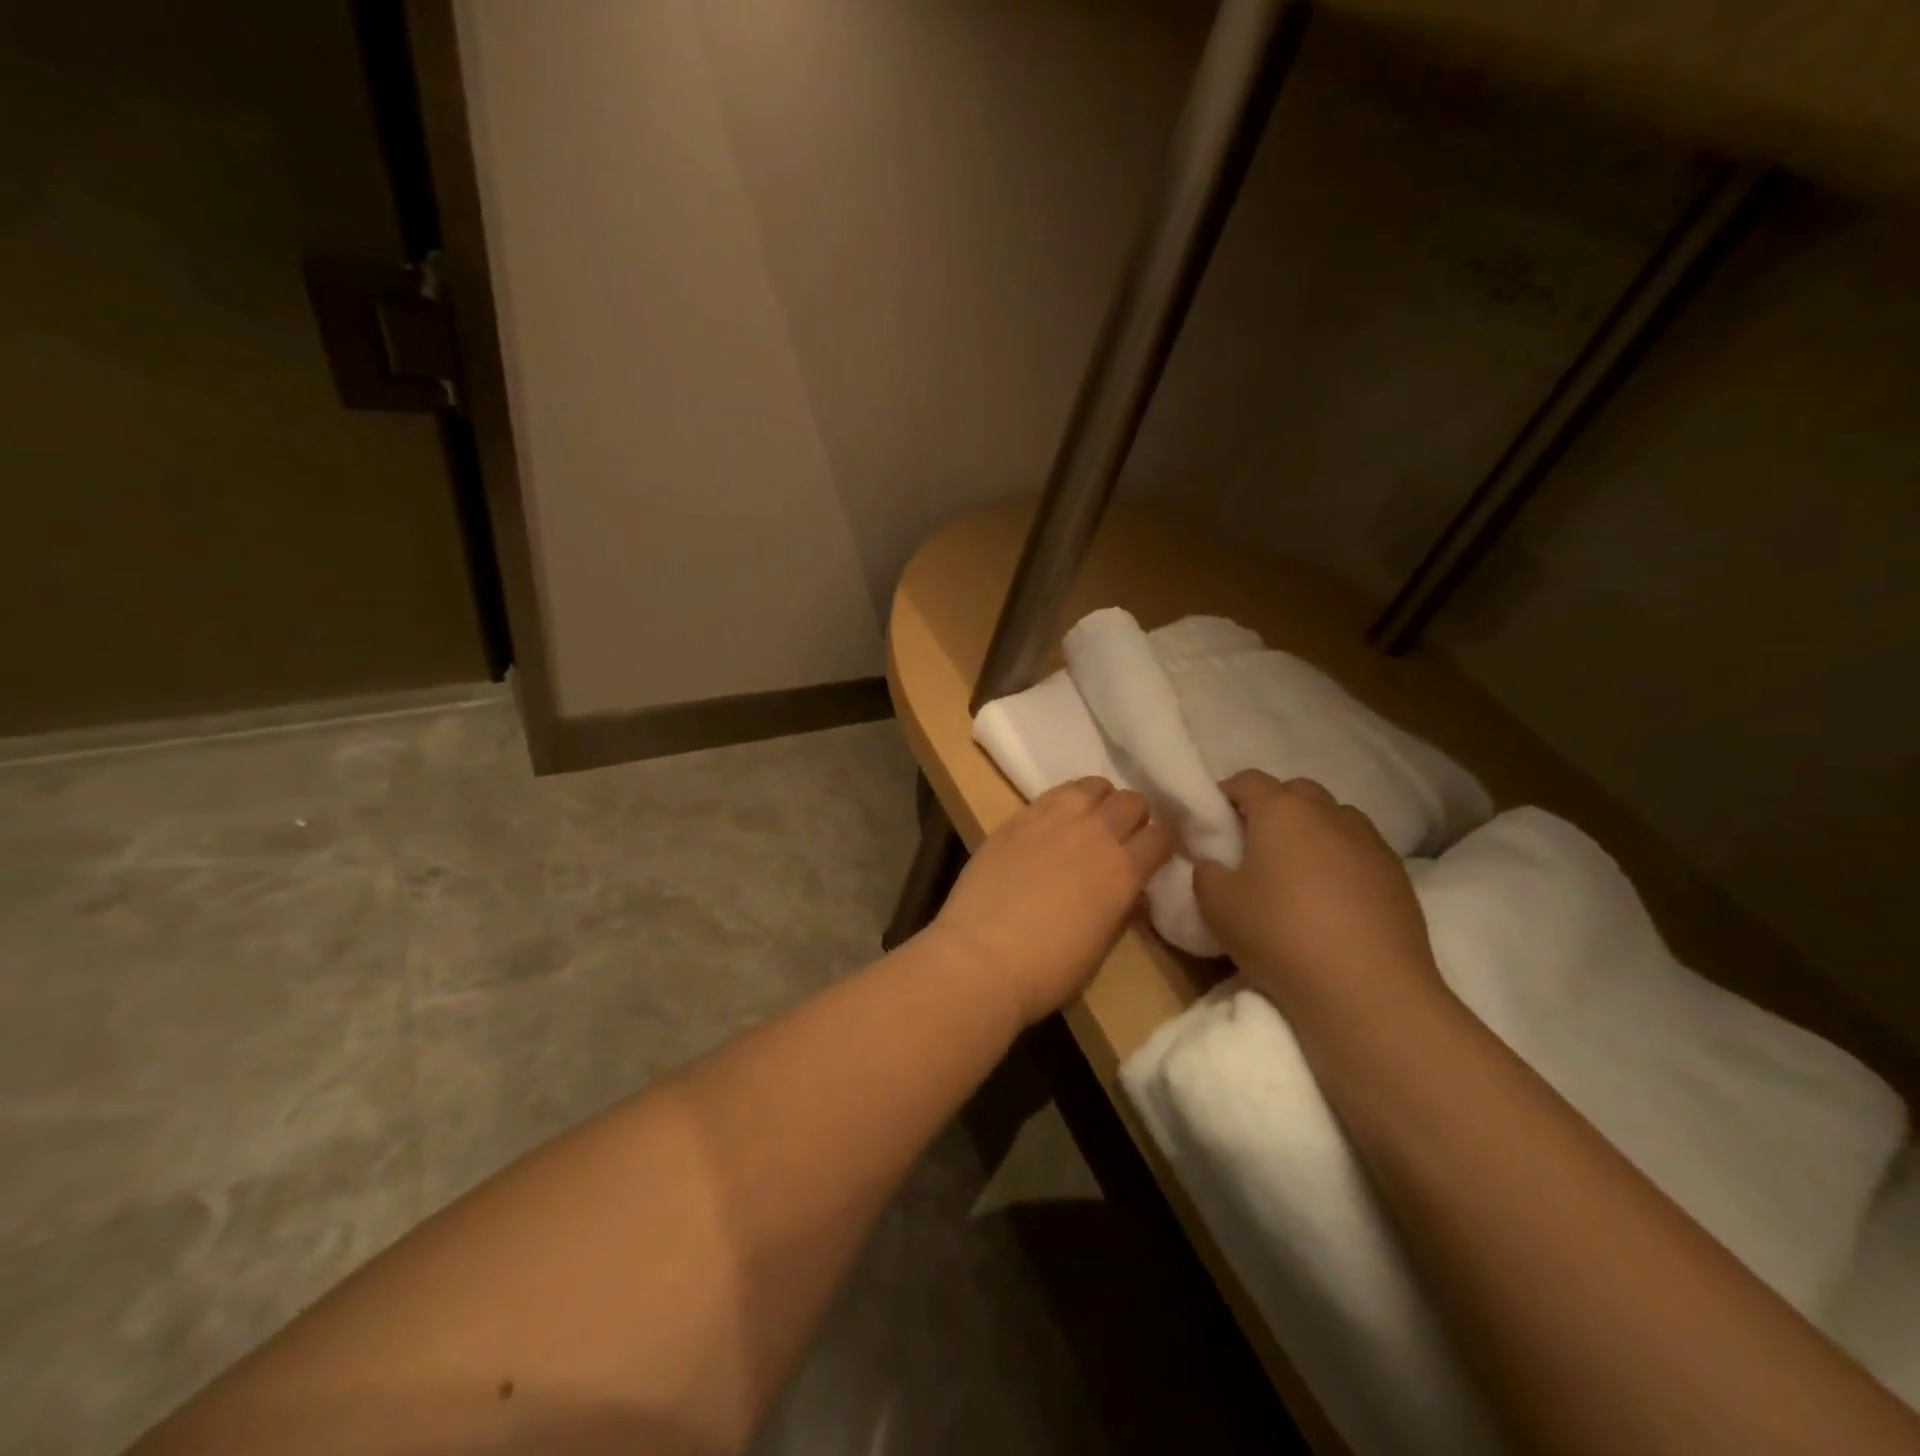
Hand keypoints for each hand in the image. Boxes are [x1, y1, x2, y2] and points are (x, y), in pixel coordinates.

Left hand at [929, 778, 1175, 1029]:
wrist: (980, 957)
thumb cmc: (1047, 968)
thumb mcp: (1100, 946)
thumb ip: (1122, 910)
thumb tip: (1134, 894)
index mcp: (1124, 871)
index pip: (1162, 836)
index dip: (1163, 844)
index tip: (1156, 855)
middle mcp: (1096, 834)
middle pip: (1133, 801)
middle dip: (1134, 818)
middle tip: (1122, 837)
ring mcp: (1054, 819)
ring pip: (1094, 786)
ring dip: (1100, 801)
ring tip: (1089, 821)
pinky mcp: (1018, 817)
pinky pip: (1054, 793)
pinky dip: (1065, 801)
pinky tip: (1054, 822)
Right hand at [1192, 770, 1444, 1024]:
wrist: (1368, 989)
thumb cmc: (1281, 935)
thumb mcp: (1216, 906)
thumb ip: (1206, 873)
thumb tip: (1215, 863)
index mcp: (1281, 810)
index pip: (1247, 780)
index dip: (1226, 794)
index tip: (1215, 822)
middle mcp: (1328, 812)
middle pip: (1295, 792)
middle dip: (1273, 808)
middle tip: (1254, 845)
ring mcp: (1370, 841)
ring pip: (1333, 819)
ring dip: (1312, 832)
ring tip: (1297, 872)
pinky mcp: (1398, 874)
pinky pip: (1360, 851)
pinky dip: (1341, 861)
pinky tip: (1333, 900)